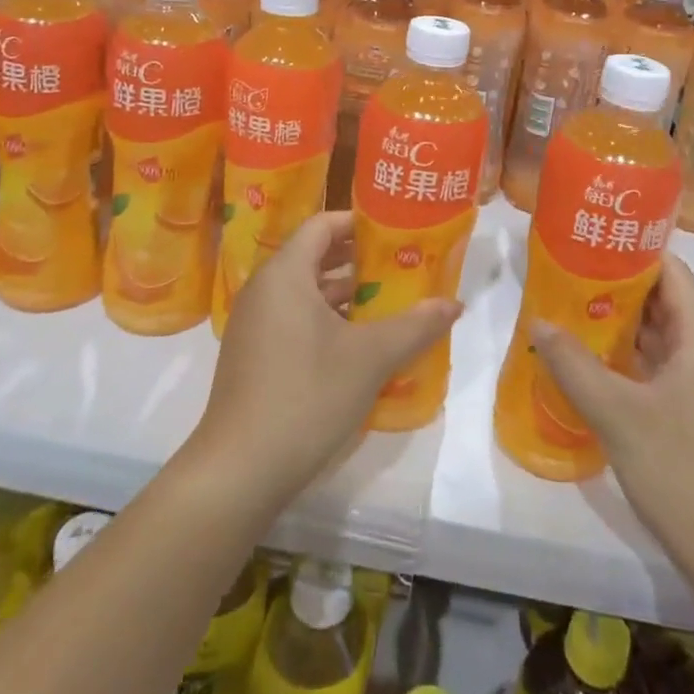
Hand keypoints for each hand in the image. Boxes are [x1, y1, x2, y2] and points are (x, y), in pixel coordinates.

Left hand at [190, 212, 460, 508]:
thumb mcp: (370, 358)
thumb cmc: (306, 395)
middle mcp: (264, 289)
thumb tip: (454, 304)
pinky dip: (326, 320)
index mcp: (285, 273)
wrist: (239, 470)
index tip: (396, 233)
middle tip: (401, 267)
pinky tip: (358, 345)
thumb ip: (415, 325)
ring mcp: (254, 324)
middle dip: (359, 261)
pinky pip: (294, 319)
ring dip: (346, 295)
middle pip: (315, 256)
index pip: (322, 224)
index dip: (359, 223)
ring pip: (305, 292)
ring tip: (390, 304)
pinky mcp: (252, 355)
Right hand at [532, 253, 693, 570]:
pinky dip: (624, 360)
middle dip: (615, 286)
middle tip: (565, 275)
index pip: (672, 272)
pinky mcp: (692, 418)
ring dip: (617, 325)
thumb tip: (538, 322)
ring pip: (657, 339)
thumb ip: (574, 364)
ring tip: (568, 311)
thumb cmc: (685, 471)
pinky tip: (588, 365)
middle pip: (662, 302)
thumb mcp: (619, 414)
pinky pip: (655, 370)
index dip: (634, 251)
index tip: (590, 241)